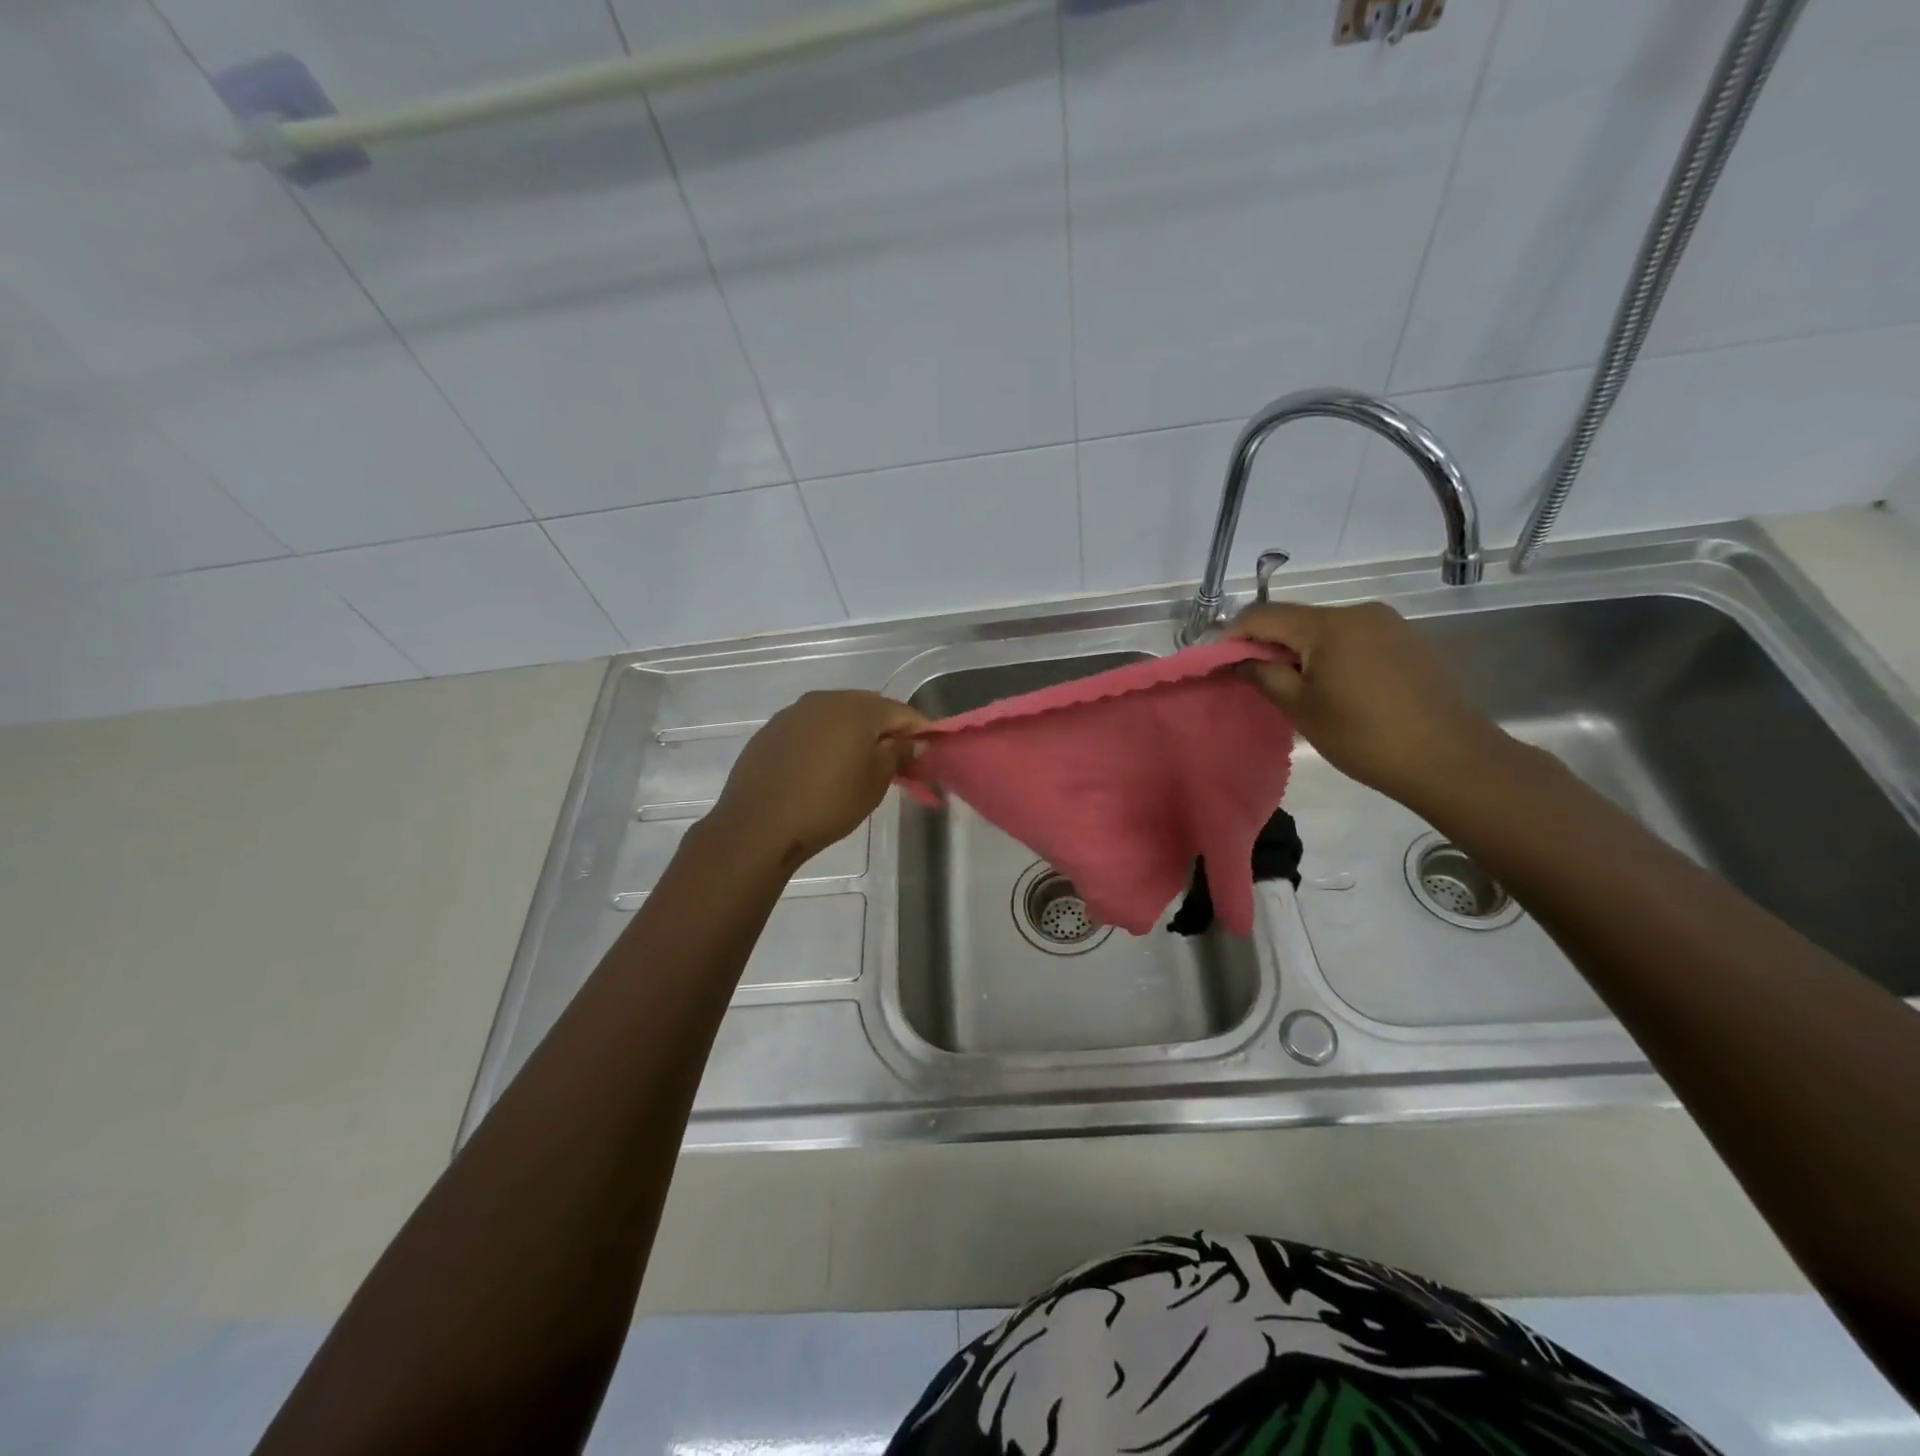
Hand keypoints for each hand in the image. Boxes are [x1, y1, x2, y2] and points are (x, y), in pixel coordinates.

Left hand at [708, 691, 927, 870]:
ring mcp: (793, 713)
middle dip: (886, 730)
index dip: (919, 730)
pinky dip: (825, 741)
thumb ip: (898, 753)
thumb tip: (914, 740)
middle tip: (897, 760)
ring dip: (854, 734)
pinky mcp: (771, 731)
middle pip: (868, 708)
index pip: (901, 711)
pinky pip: (810, 728)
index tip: (928, 751)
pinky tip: (824, 767)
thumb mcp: (875, 783)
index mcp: (856, 708)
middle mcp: (824, 700)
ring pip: (836, 716)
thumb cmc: (828, 804)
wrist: (758, 826)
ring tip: (860, 764)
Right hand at [1228, 601, 1516, 810]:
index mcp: (1328, 624)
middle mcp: (1358, 612)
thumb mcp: (1300, 708)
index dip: (1232, 636)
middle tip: (1251, 681)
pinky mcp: (1406, 641)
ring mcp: (1387, 624)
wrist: (1449, 759)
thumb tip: (1235, 660)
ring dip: (1298, 651)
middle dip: (1266, 645)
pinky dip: (1329, 656)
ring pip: (1323, 629)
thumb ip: (1261, 675)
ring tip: (1291, 689)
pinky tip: (1332, 689)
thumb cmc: (1364, 736)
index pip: (1262, 615)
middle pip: (1294, 619)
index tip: (1217, 665)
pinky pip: (1352, 639)